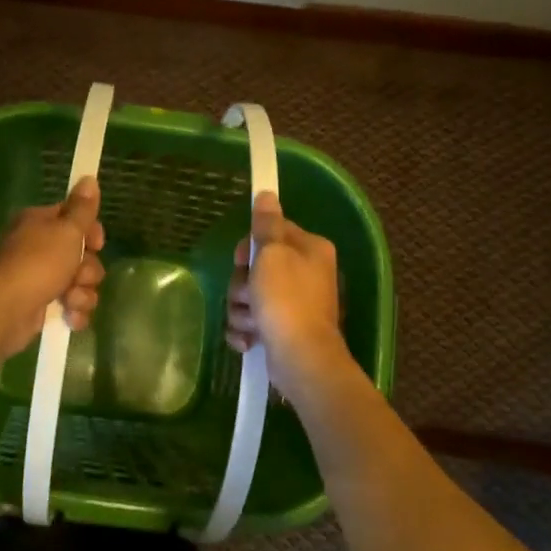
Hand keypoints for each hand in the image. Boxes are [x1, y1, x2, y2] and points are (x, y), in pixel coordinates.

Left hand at [0, 178, 105, 364]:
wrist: (6, 310)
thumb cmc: (38, 263)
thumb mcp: (66, 230)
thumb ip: (82, 208)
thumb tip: (89, 178)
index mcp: (41, 223)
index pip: (76, 219)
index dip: (92, 233)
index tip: (97, 244)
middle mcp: (40, 248)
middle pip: (83, 255)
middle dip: (88, 271)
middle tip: (77, 276)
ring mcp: (41, 278)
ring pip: (81, 283)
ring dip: (82, 294)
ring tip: (69, 300)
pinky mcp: (43, 305)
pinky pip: (72, 306)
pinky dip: (74, 313)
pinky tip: (69, 317)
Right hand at [226, 192, 350, 398]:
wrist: (300, 357)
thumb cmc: (286, 300)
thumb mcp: (273, 254)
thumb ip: (267, 224)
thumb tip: (267, 193)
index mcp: (309, 249)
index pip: (270, 232)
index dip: (250, 247)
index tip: (244, 259)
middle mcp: (305, 273)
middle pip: (255, 267)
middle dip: (242, 285)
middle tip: (248, 295)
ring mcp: (293, 304)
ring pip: (249, 296)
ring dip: (241, 311)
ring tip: (252, 323)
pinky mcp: (281, 329)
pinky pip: (251, 322)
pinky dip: (246, 331)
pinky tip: (250, 340)